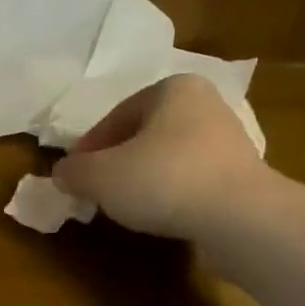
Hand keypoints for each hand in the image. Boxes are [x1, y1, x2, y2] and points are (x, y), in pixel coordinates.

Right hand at [51, 73, 268, 240]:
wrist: (240, 217)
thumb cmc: (164, 180)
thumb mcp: (100, 176)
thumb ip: (74, 172)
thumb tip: (62, 174)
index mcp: (173, 88)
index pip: (117, 115)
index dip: (89, 147)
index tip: (75, 175)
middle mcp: (206, 104)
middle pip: (145, 134)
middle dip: (118, 161)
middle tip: (97, 190)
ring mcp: (229, 141)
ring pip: (169, 157)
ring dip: (145, 178)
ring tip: (127, 206)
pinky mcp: (242, 176)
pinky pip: (192, 180)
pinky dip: (172, 194)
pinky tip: (161, 216)